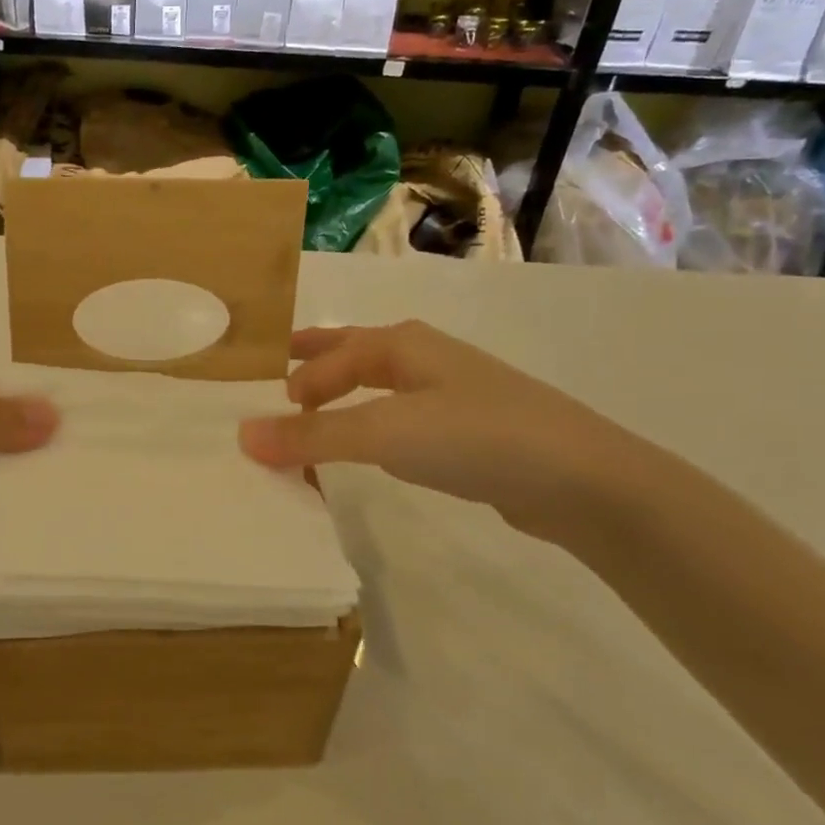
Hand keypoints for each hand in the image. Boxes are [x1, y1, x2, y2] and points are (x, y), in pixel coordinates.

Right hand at [238, 321, 645, 544]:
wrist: (581, 480)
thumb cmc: (473, 436)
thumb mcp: (384, 433)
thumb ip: (313, 436)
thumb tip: (243, 435)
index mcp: (403, 345)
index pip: (333, 356)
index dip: (297, 380)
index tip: (267, 410)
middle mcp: (426, 359)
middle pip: (356, 355)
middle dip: (318, 365)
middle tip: (280, 378)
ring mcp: (454, 394)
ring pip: (382, 389)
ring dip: (346, 400)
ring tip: (318, 416)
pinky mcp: (473, 432)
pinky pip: (405, 421)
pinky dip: (376, 429)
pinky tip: (378, 449)